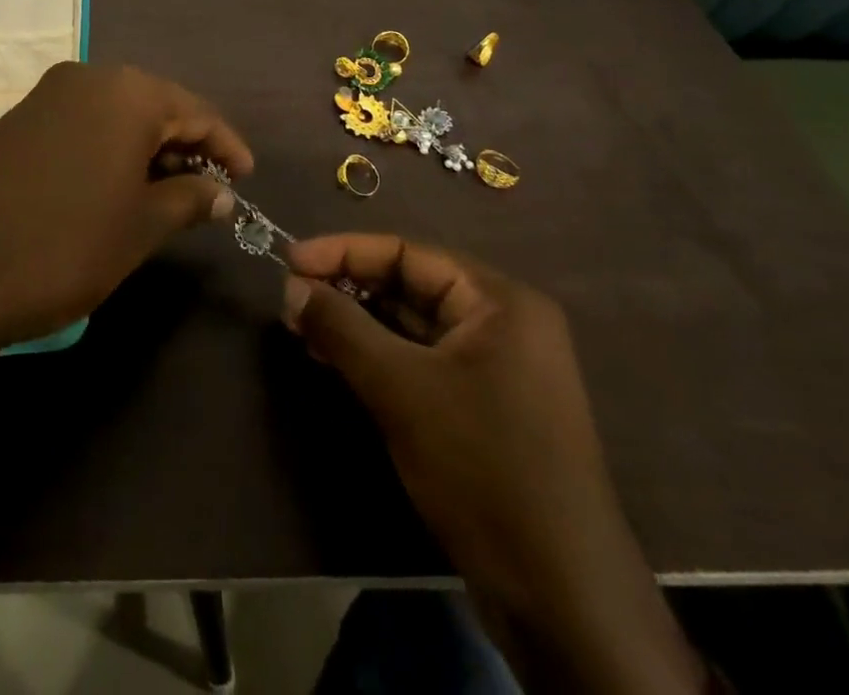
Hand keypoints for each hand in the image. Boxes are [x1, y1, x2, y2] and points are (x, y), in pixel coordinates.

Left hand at [0, 63, 252, 354]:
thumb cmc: (63, 244)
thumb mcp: (139, 227)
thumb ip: (188, 199)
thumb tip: (221, 191)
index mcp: (127, 92)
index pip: (196, 111)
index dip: (227, 146)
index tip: (247, 179)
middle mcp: (87, 77)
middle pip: (154, 105)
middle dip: (185, 145)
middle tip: (208, 190)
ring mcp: (46, 95)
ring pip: (115, 114)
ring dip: (145, 148)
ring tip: (166, 192)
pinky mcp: (16, 119)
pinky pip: (81, 123)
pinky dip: (108, 149)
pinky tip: (113, 186)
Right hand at [282, 236, 703, 694]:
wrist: (560, 596)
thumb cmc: (482, 467)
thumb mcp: (400, 389)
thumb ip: (341, 328)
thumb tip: (290, 289)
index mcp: (499, 301)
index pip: (407, 253)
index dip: (343, 252)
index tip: (288, 261)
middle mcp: (502, 323)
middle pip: (409, 285)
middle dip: (347, 289)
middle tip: (290, 300)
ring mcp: (496, 367)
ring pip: (411, 325)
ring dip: (356, 323)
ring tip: (301, 329)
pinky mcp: (483, 406)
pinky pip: (420, 361)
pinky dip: (377, 356)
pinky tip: (334, 360)